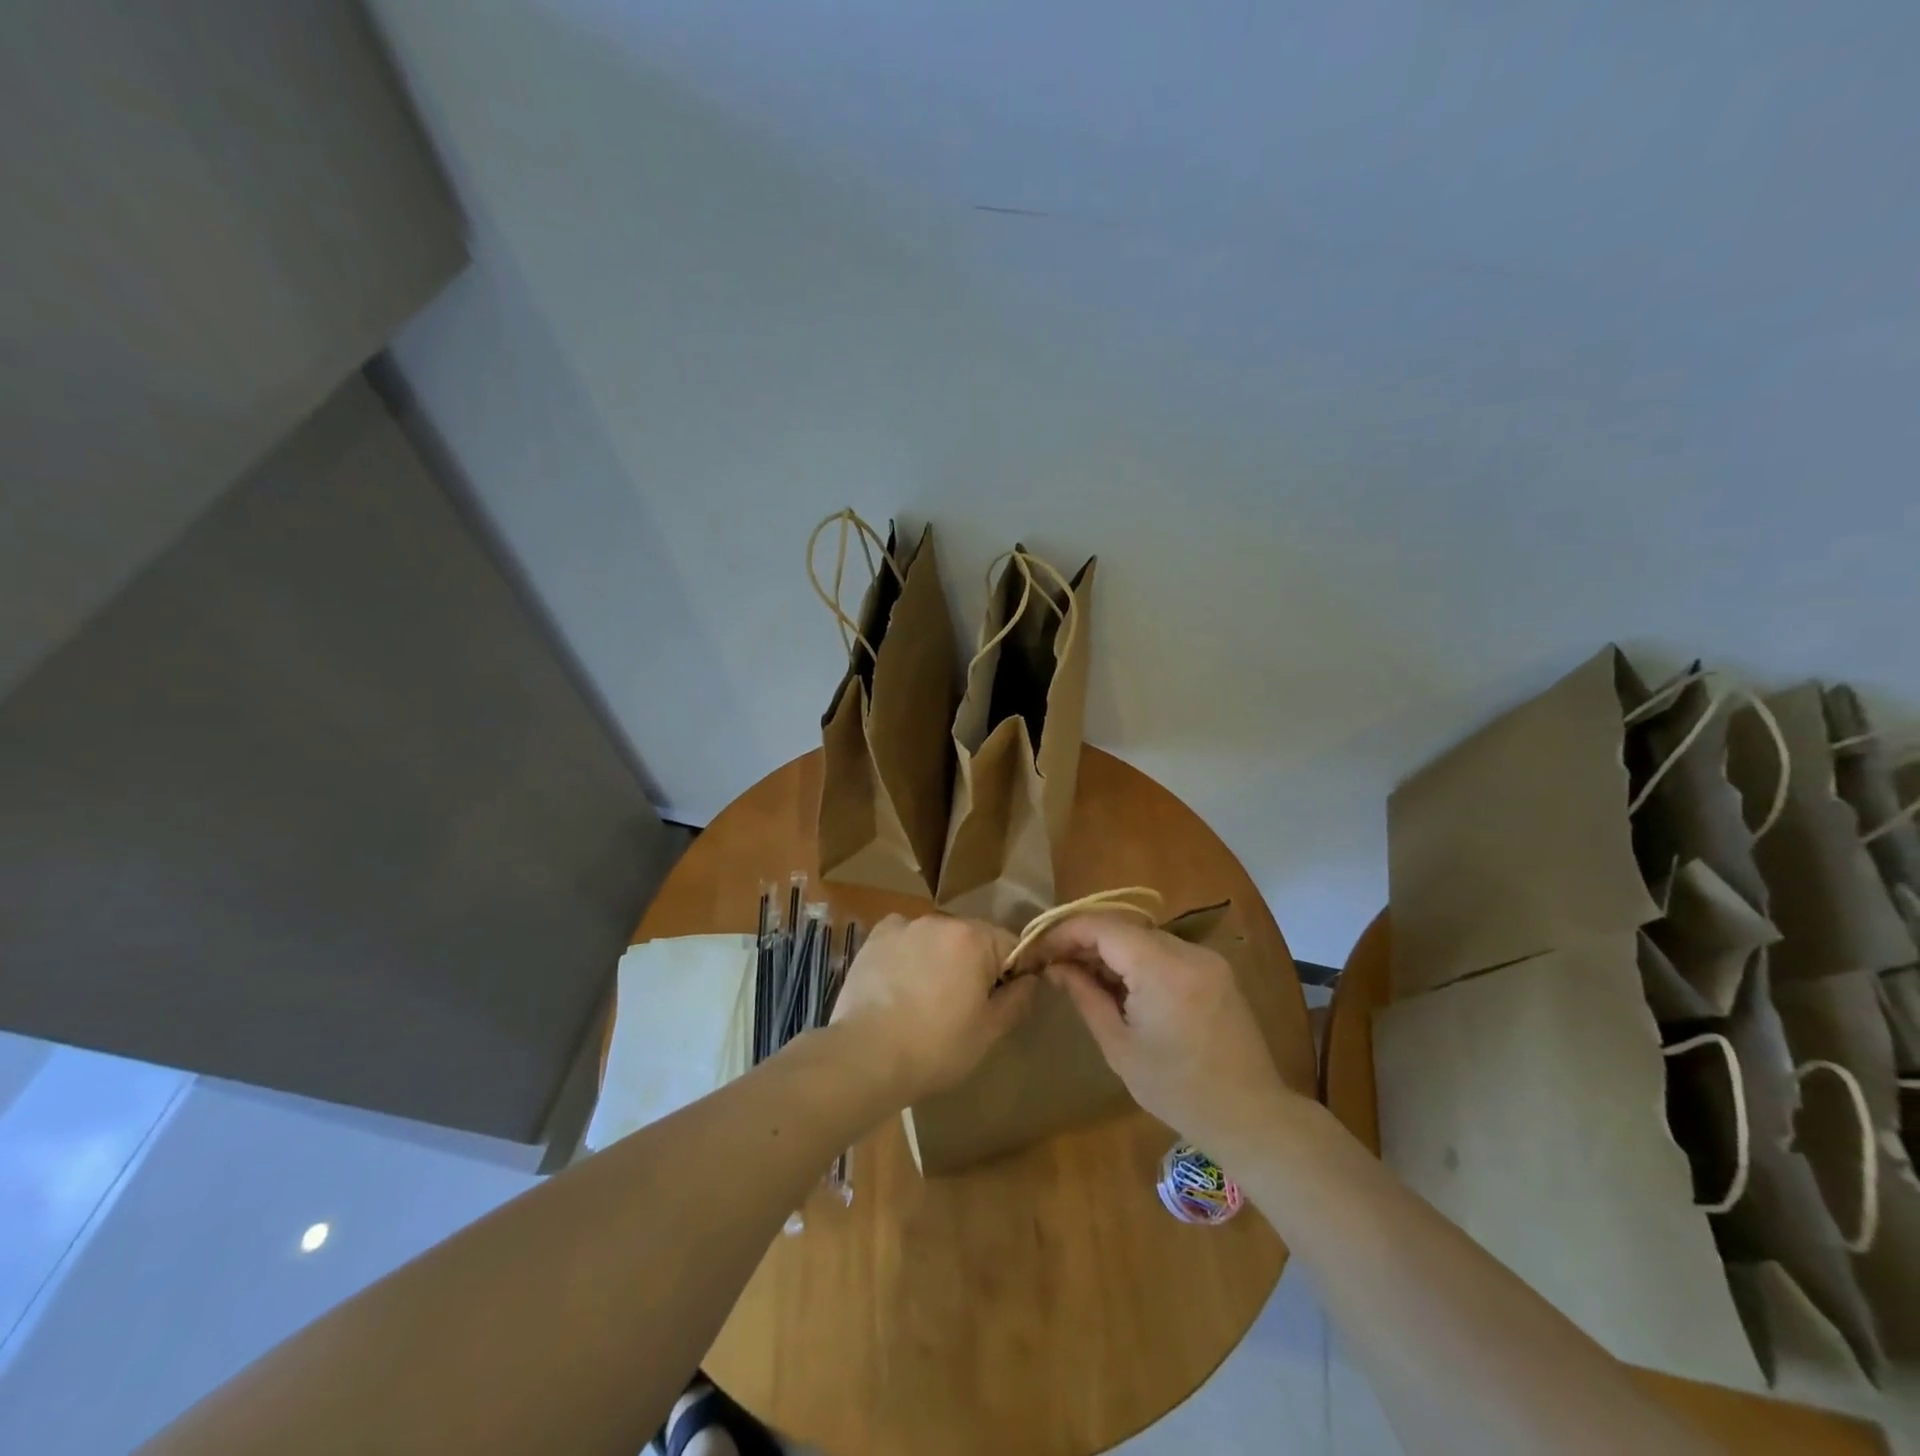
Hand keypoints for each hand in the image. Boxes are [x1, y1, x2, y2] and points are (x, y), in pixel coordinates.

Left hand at [829, 913, 1036, 1100]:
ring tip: (927, 997)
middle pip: (972, 937)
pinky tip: (901, 981)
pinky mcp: (875, 937)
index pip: (1011, 943)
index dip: (1014, 971)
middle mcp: (940, 920)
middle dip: (975, 963)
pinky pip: (904, 938)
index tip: (1003, 999)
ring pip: (937, 937)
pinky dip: (908, 952)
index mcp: (974, 938)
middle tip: (965, 1004)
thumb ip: (1017, 999)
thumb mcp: (989, 1031)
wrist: (866, 1056)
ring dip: (941, 957)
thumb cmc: (936, 1047)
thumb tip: (1031, 979)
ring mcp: (904, 925)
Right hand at [1034, 913, 1290, 1151]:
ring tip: (1083, 976)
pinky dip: (1138, 961)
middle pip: (1123, 928)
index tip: (1039, 949)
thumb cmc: (1177, 1090)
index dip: (1065, 931)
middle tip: (1055, 964)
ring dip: (1111, 951)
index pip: (1102, 926)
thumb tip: (1056, 967)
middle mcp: (1187, 950)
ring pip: (1144, 938)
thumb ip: (1085, 996)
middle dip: (1086, 941)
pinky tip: (1122, 986)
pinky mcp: (1216, 971)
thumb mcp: (1119, 1046)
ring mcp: (1206, 958)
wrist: (1252, 1116)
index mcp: (1161, 967)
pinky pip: (1166, 952)